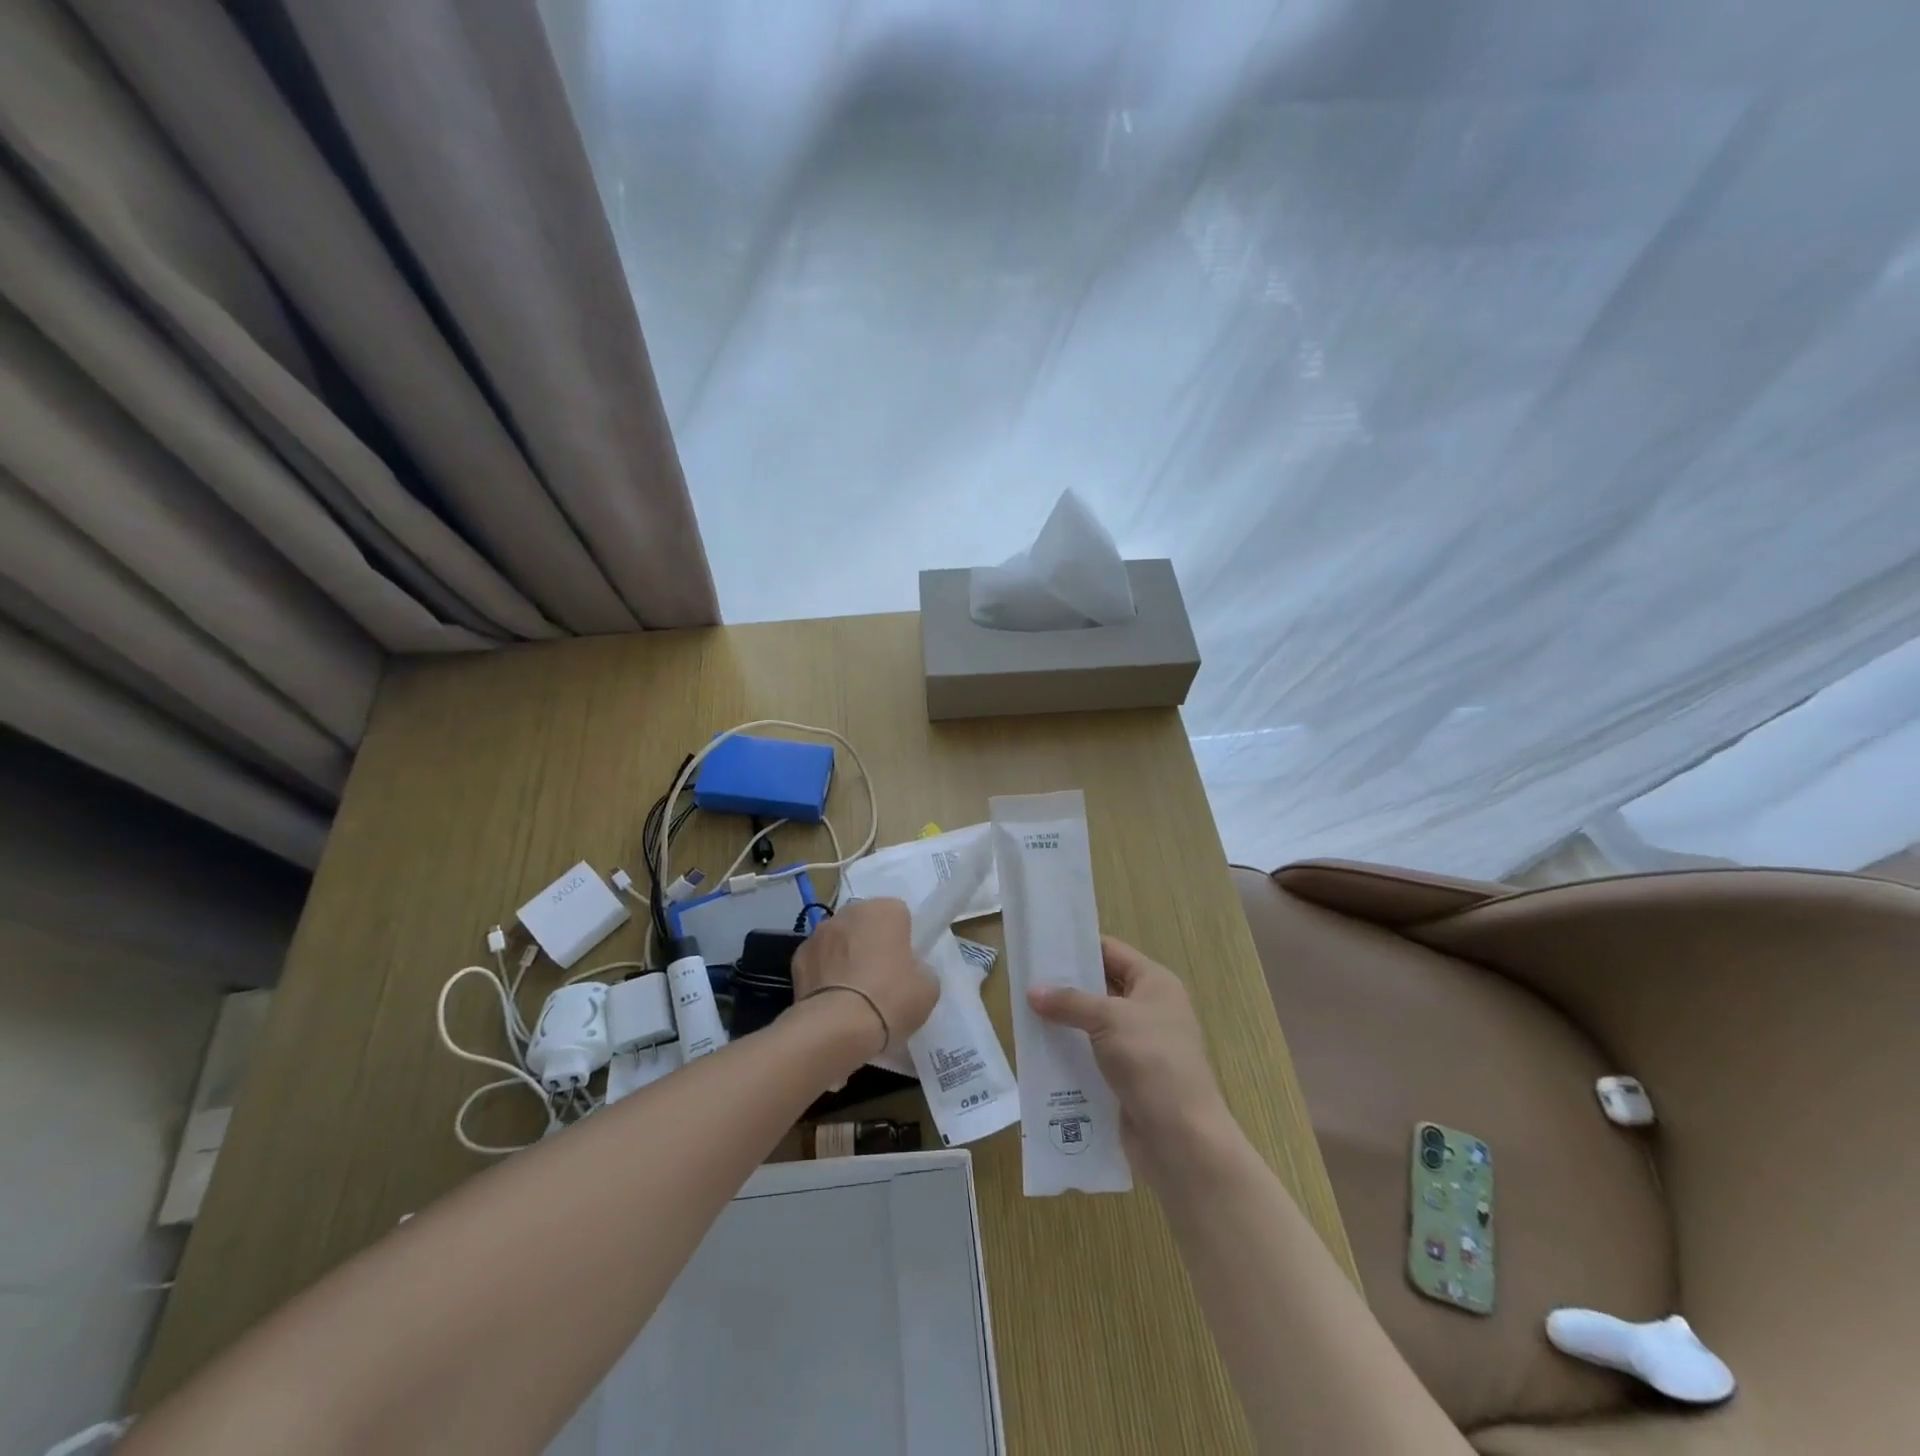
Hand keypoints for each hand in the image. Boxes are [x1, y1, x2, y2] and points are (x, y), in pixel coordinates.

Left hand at [790, 897, 938, 1062]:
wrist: (836, 1028)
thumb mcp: (928, 988)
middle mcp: (850, 912)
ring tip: (853, 993)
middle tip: (880, 978)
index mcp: (885, 910)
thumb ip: (921, 969)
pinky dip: (823, 974)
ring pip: (839, 939)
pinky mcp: (797, 957)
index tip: (904, 964)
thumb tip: (909, 971)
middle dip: (871, 942)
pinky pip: (818, 960)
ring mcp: (819, 933)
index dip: (902, 939)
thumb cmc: (890, 999)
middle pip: (865, 923)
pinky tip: (831, 1000)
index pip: (899, 914)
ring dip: (845, 955)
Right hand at [1028, 936, 1232, 1164]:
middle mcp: (1149, 1009)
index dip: (1079, 947)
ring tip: (1025, 1016)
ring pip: (1094, 1025)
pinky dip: (1070, 1054)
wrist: (1182, 1139)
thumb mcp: (1109, 1020)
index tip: (1042, 945)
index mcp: (1155, 984)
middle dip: (1066, 986)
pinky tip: (1040, 1053)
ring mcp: (1139, 1046)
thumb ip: (1070, 1002)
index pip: (1112, 952)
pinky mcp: (1127, 1078)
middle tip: (1025, 981)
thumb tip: (1033, 991)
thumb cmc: (1152, 1062)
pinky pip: (1093, 1056)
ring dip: (1065, 1023)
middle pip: (1101, 987)